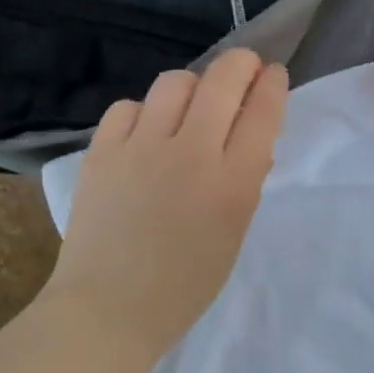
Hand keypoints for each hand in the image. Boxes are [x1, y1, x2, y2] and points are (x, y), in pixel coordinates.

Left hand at [43, 49, 288, 368]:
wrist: (109, 308)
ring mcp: (141, 148)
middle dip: (241, 64)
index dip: (272, 83)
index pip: (262, 111)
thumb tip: (246, 138)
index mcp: (232, 184)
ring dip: (192, 86)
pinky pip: (128, 107)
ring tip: (190, 106)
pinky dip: (144, 112)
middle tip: (243, 69)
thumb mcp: (233, 234)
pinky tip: (145, 133)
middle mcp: (190, 154)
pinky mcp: (101, 151)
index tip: (272, 75)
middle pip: (222, 79)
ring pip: (174, 82)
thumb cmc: (183, 285)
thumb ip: (243, 181)